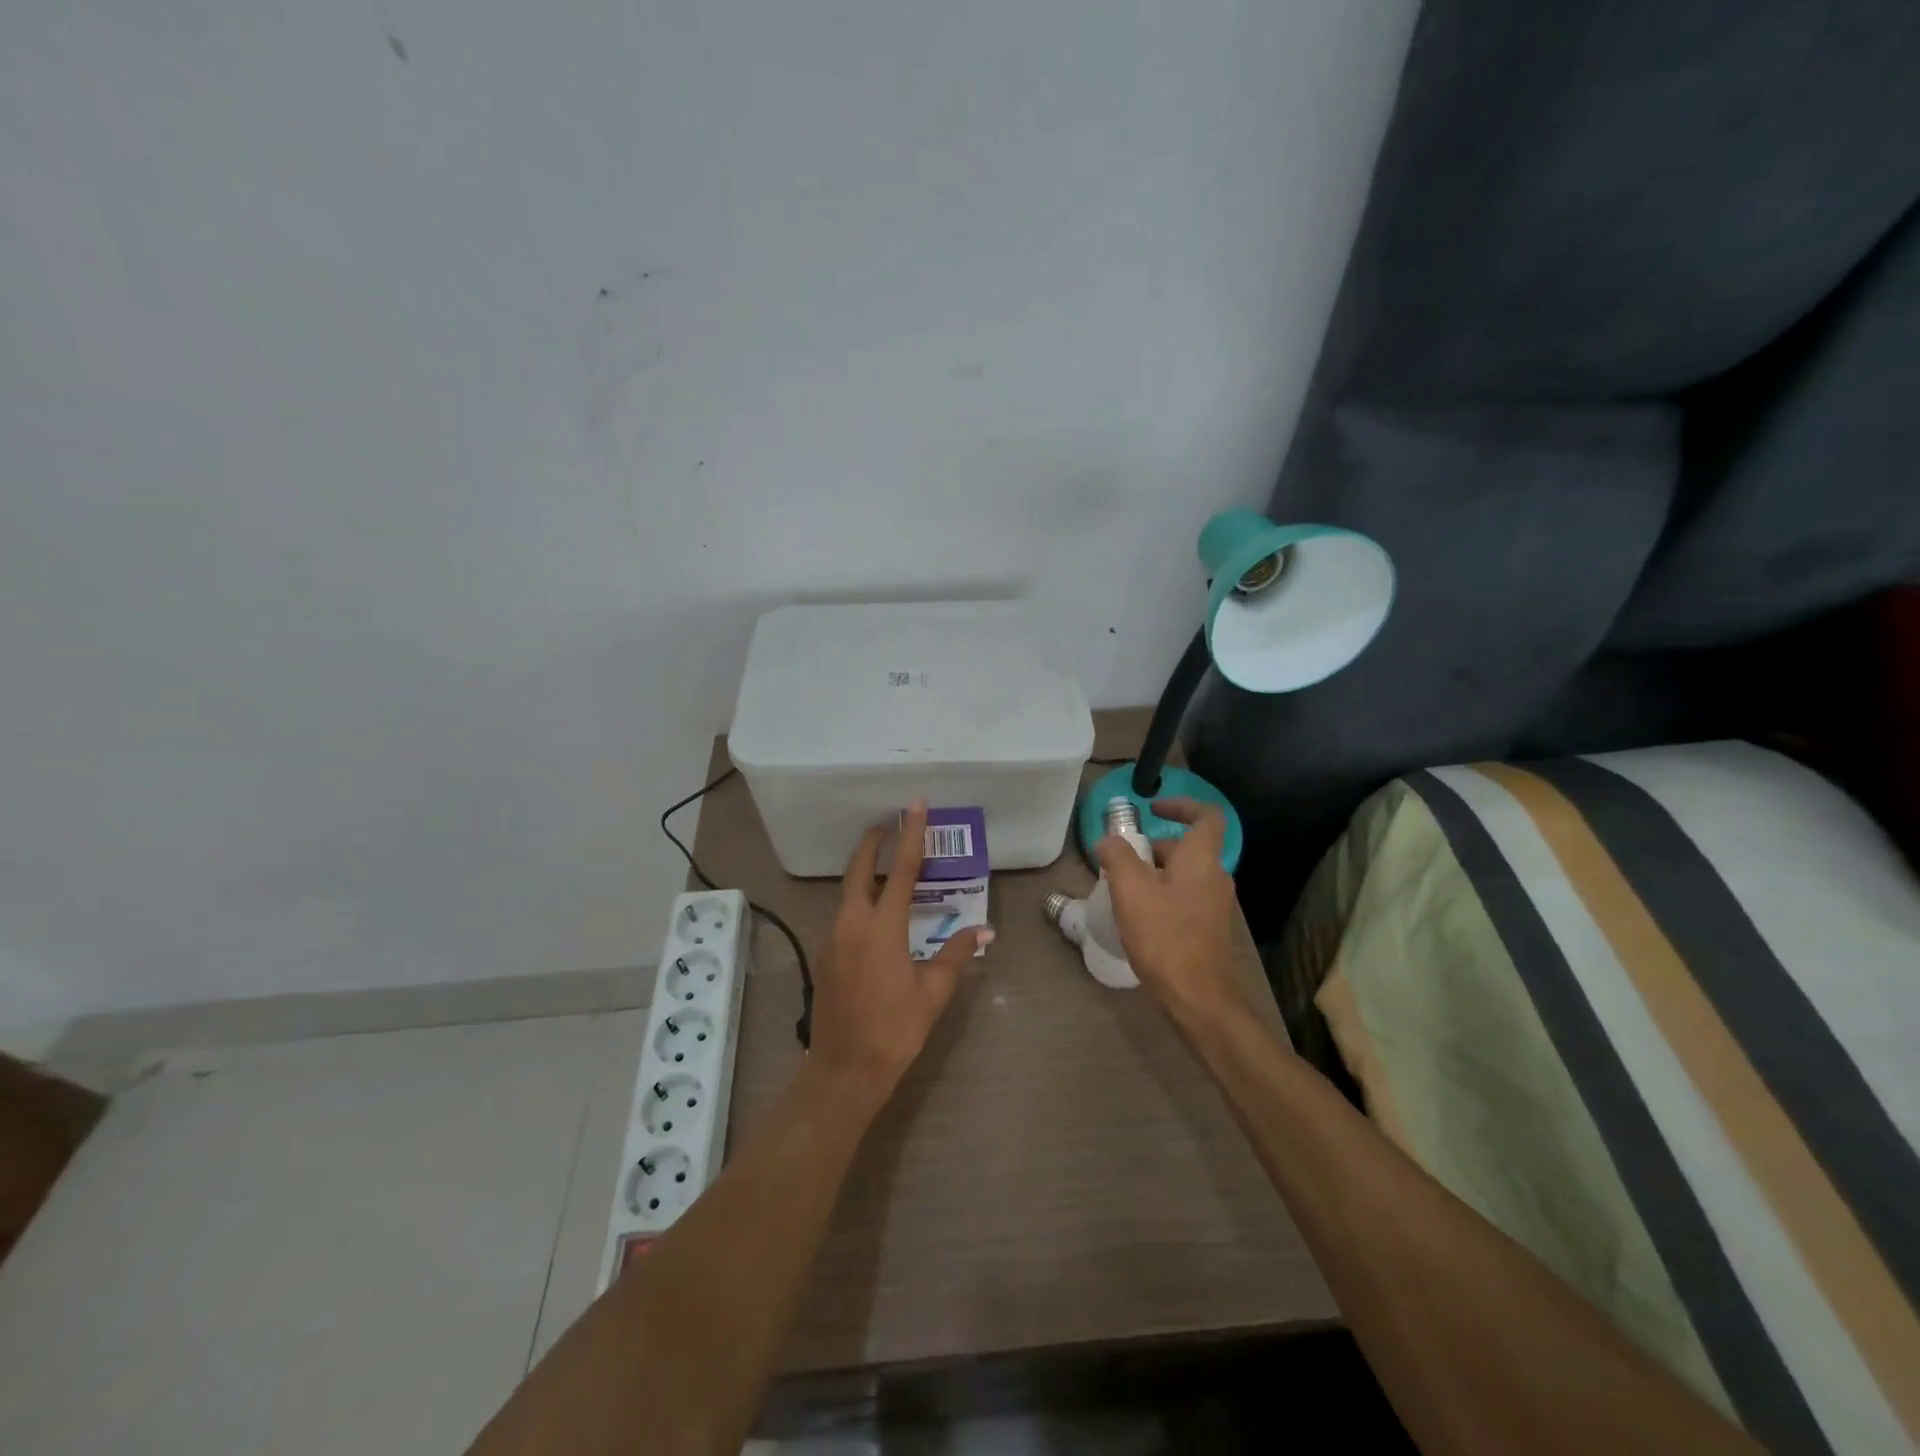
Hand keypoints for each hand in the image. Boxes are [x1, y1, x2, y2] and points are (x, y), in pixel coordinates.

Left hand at [813, 799, 992, 1094]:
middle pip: (859, 869)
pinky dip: (858, 897)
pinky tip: (874, 910)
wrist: (845, 1070)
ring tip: (885, 862)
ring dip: (863, 869)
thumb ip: (957, 954)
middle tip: (889, 823)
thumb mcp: (933, 991)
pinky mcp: (826, 953)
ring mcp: (833, 937)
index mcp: (882, 926)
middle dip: (873, 842)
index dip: (911, 834)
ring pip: (847, 890)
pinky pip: (843, 912)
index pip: (900, 869)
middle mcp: (852, 922)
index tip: (915, 805)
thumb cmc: (895, 1029)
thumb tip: (985, 930)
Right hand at [1095, 798, 1244, 1030]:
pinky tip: (1138, 917)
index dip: (1181, 805)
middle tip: (1122, 860)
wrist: (1198, 997)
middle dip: (1154, 847)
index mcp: (1202, 858)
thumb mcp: (1130, 889)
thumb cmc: (1164, 935)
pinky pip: (1185, 898)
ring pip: (1184, 874)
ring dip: (1155, 873)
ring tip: (1123, 889)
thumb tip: (1108, 840)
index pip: (1206, 815)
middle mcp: (1215, 876)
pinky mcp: (1209, 929)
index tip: (1152, 810)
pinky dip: (1162, 896)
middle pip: (1188, 847)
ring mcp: (1215, 905)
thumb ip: (1117, 855)